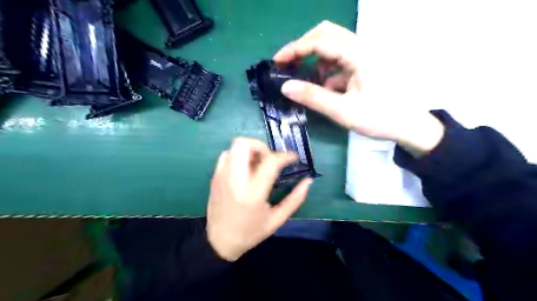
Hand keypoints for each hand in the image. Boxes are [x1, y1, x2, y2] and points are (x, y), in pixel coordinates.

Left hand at [206, 137, 314, 259]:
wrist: (219, 242)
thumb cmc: (250, 233)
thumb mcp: (277, 219)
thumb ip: (295, 199)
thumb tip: (308, 181)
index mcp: (253, 193)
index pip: (270, 162)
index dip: (285, 156)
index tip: (293, 158)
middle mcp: (235, 180)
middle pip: (244, 144)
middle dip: (261, 146)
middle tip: (270, 159)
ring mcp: (222, 176)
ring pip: (234, 146)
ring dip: (250, 150)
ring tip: (258, 165)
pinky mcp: (215, 177)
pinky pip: (226, 155)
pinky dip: (238, 156)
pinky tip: (245, 169)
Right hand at [273, 21, 444, 155]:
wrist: (409, 125)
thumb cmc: (380, 118)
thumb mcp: (342, 110)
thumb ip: (313, 97)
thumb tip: (285, 87)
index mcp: (359, 55)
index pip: (320, 41)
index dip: (295, 48)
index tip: (278, 61)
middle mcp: (362, 48)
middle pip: (327, 34)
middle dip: (304, 47)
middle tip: (289, 64)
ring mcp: (364, 55)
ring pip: (333, 46)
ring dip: (316, 60)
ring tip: (310, 82)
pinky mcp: (364, 65)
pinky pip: (340, 60)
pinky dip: (327, 70)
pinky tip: (327, 88)